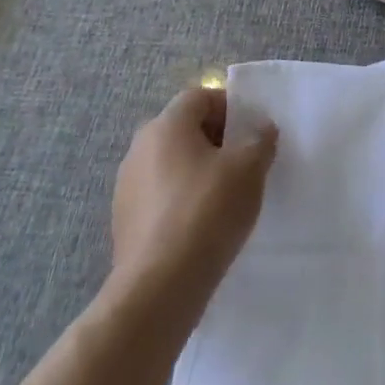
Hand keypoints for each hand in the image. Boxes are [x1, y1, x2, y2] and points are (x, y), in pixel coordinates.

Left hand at [110, 86, 277, 312]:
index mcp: (165, 126)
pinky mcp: (124, 222)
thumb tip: (259, 129)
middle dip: (216, 140)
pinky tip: (204, 223)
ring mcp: (126, 188)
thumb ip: (260, 138)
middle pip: (184, 129)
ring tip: (227, 195)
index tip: (252, 131)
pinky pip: (162, 195)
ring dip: (199, 170)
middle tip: (244, 160)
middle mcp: (139, 149)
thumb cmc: (208, 211)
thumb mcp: (250, 166)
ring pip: (172, 164)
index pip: (200, 97)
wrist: (160, 288)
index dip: (230, 107)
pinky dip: (183, 199)